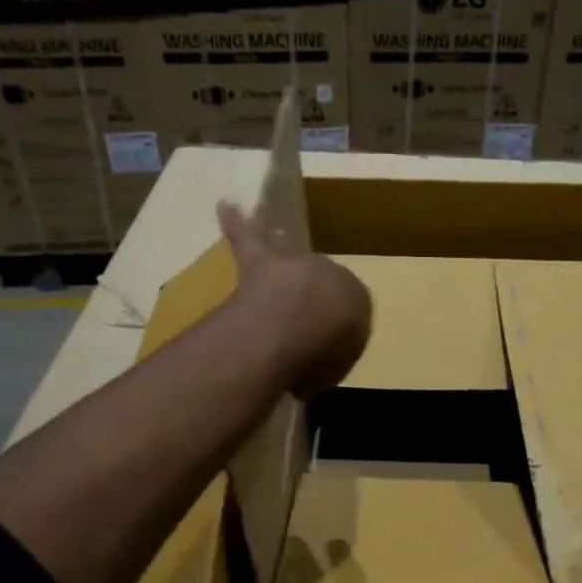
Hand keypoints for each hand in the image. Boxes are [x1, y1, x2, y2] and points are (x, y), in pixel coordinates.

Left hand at [218, 201, 371, 395]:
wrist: (302, 322)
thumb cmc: (328, 350)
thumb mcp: (335, 369)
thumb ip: (323, 367)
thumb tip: (305, 377)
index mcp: (356, 299)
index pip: (346, 314)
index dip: (332, 337)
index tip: (318, 356)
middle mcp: (330, 274)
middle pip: (319, 282)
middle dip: (312, 293)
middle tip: (301, 316)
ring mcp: (294, 264)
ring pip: (288, 252)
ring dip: (281, 246)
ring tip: (279, 235)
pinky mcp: (260, 262)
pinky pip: (247, 238)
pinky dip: (235, 224)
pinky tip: (224, 205)